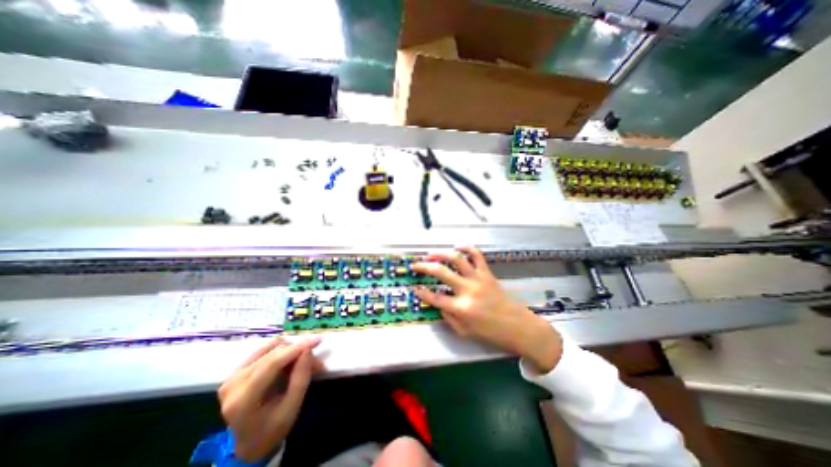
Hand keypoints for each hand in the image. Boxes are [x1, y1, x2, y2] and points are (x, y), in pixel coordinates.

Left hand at [219, 337, 321, 460]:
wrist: (248, 443)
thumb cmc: (272, 429)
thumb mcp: (291, 409)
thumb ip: (300, 379)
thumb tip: (307, 350)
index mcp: (243, 400)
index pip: (272, 363)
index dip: (297, 348)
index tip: (318, 340)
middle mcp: (234, 383)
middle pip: (273, 353)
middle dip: (298, 352)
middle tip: (315, 362)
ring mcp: (233, 375)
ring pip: (270, 347)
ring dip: (291, 350)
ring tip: (302, 363)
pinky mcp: (237, 370)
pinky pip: (265, 349)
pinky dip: (282, 351)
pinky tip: (289, 361)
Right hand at [410, 247, 559, 373]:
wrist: (518, 327)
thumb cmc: (491, 333)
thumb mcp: (465, 332)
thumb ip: (449, 317)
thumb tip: (439, 303)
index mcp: (461, 308)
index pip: (435, 298)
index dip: (422, 292)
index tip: (415, 287)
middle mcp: (467, 290)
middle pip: (441, 273)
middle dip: (424, 267)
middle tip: (416, 264)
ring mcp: (478, 279)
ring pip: (457, 259)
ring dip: (441, 254)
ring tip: (432, 254)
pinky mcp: (487, 273)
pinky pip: (477, 256)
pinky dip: (467, 248)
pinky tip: (458, 246)